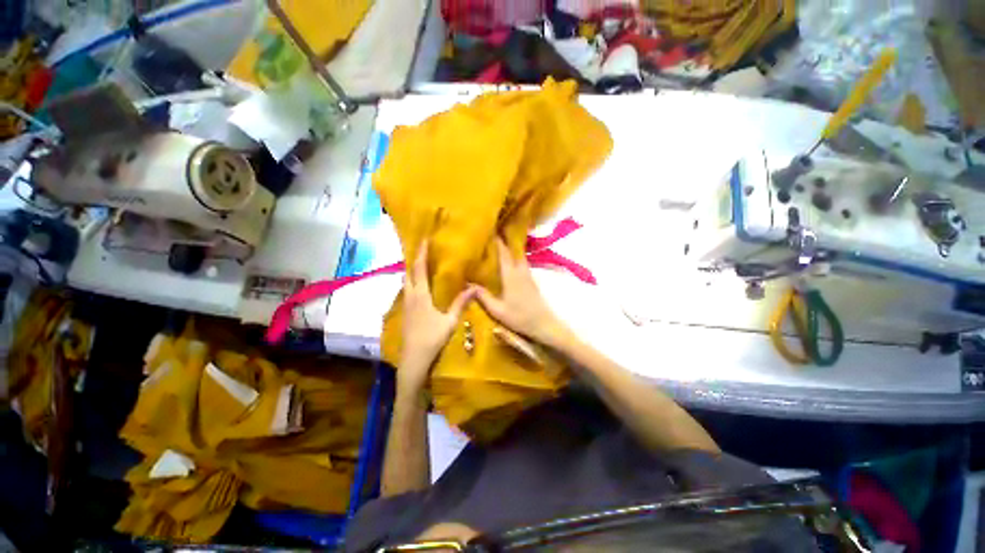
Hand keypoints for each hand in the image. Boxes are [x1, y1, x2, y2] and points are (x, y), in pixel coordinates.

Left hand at [399, 240, 474, 393]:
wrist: (413, 360)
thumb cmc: (432, 340)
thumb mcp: (450, 321)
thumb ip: (461, 303)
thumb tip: (474, 288)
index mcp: (420, 296)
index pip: (419, 270)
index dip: (421, 254)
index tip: (424, 240)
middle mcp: (410, 297)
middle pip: (409, 273)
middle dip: (414, 260)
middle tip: (423, 250)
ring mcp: (405, 305)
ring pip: (406, 282)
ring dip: (412, 271)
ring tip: (422, 264)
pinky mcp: (405, 312)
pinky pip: (407, 291)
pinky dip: (412, 282)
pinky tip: (420, 285)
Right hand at [474, 239, 569, 348]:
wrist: (544, 324)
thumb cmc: (520, 318)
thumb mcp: (497, 310)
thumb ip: (483, 296)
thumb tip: (468, 283)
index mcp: (511, 275)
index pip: (504, 253)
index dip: (497, 241)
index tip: (490, 230)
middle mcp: (520, 271)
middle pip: (513, 250)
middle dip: (505, 240)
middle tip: (494, 233)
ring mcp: (528, 275)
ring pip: (518, 256)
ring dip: (510, 248)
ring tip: (500, 244)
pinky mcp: (532, 280)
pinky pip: (522, 263)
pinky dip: (515, 257)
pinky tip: (509, 261)